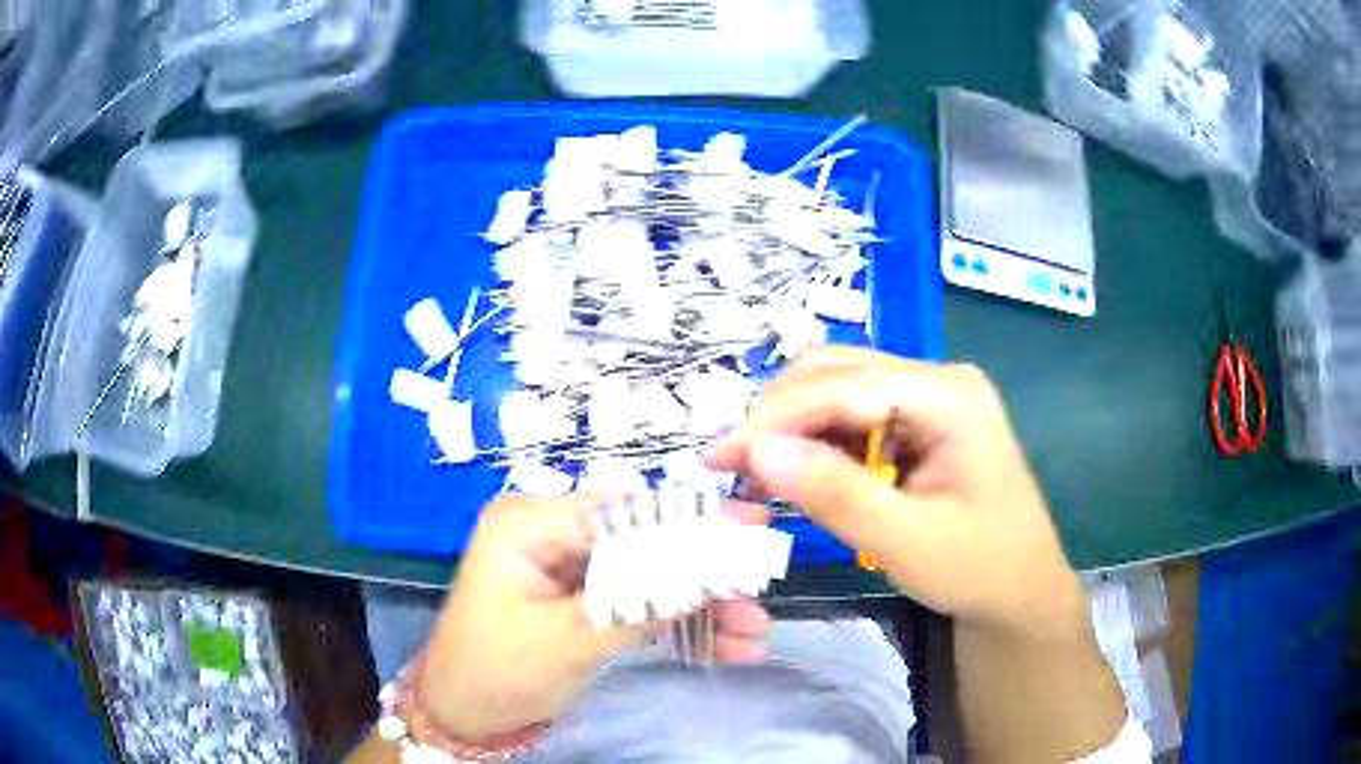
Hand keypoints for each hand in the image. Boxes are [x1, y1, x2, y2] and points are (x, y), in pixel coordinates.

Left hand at [414, 494, 772, 740]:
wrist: (464, 716)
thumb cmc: (497, 672)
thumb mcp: (569, 641)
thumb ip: (641, 605)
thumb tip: (714, 570)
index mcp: (531, 523)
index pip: (624, 511)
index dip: (691, 518)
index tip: (753, 524)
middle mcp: (550, 534)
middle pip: (644, 542)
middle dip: (704, 571)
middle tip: (762, 583)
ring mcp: (567, 569)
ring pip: (648, 575)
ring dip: (699, 605)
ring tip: (753, 631)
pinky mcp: (581, 600)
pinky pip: (636, 603)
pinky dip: (676, 624)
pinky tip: (724, 645)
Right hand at [708, 347, 1085, 641]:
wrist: (1020, 591)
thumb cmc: (978, 568)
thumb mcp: (906, 541)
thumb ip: (834, 494)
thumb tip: (757, 451)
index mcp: (948, 394)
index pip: (843, 387)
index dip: (773, 418)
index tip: (717, 458)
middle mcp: (937, 378)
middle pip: (836, 373)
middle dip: (778, 417)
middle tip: (733, 471)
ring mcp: (929, 396)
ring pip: (837, 389)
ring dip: (791, 428)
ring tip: (756, 477)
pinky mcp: (918, 420)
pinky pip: (853, 416)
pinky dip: (815, 442)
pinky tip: (797, 475)